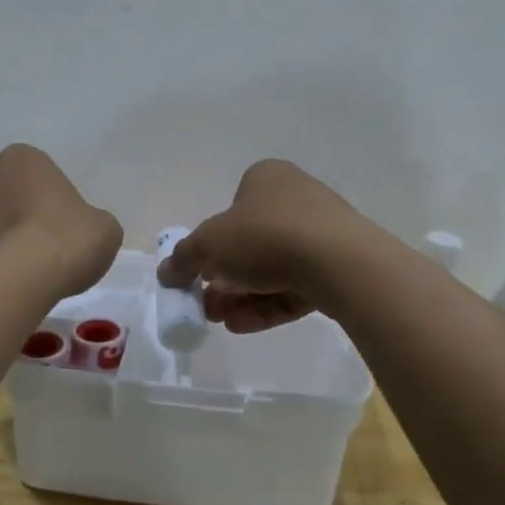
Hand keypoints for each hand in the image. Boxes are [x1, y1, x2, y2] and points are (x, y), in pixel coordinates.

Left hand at [0, 145, 122, 297]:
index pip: (32, 174)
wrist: (21, 277)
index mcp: (21, 160)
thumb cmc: (67, 241)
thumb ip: (88, 222)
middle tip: (24, 249)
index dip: (43, 202)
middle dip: (2, 215)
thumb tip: (80, 233)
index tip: (54, 230)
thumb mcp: (103, 228)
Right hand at [157, 159, 367, 332]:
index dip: (212, 242)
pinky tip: (244, 326)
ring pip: (273, 269)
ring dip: (242, 296)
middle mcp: (297, 199)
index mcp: (267, 179)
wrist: (339, 262)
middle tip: (206, 305)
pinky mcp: (338, 267)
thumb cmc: (266, 236)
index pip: (233, 207)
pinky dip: (268, 305)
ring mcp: (322, 233)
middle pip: (251, 244)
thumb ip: (183, 259)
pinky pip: (296, 287)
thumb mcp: (209, 245)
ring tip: (222, 321)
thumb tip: (165, 273)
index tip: (199, 273)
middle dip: (224, 279)